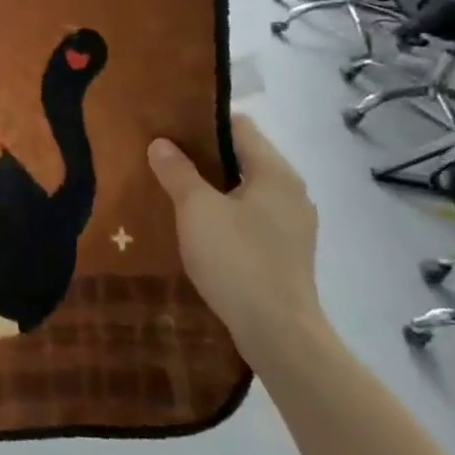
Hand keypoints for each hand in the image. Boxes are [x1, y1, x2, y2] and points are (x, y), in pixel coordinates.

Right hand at [148, 113, 322, 370]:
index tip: (168, 125)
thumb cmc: (237, 259)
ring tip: (174, 191)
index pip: (239, 126)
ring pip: (246, 190)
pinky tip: (198, 228)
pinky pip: (251, 218)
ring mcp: (293, 225)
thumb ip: (177, 171)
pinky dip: (225, 214)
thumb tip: (161, 143)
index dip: (202, 121)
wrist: (278, 332)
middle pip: (243, 157)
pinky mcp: (287, 252)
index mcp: (275, 172)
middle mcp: (291, 192)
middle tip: (162, 157)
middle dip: (203, 156)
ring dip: (213, 187)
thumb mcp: (196, 210)